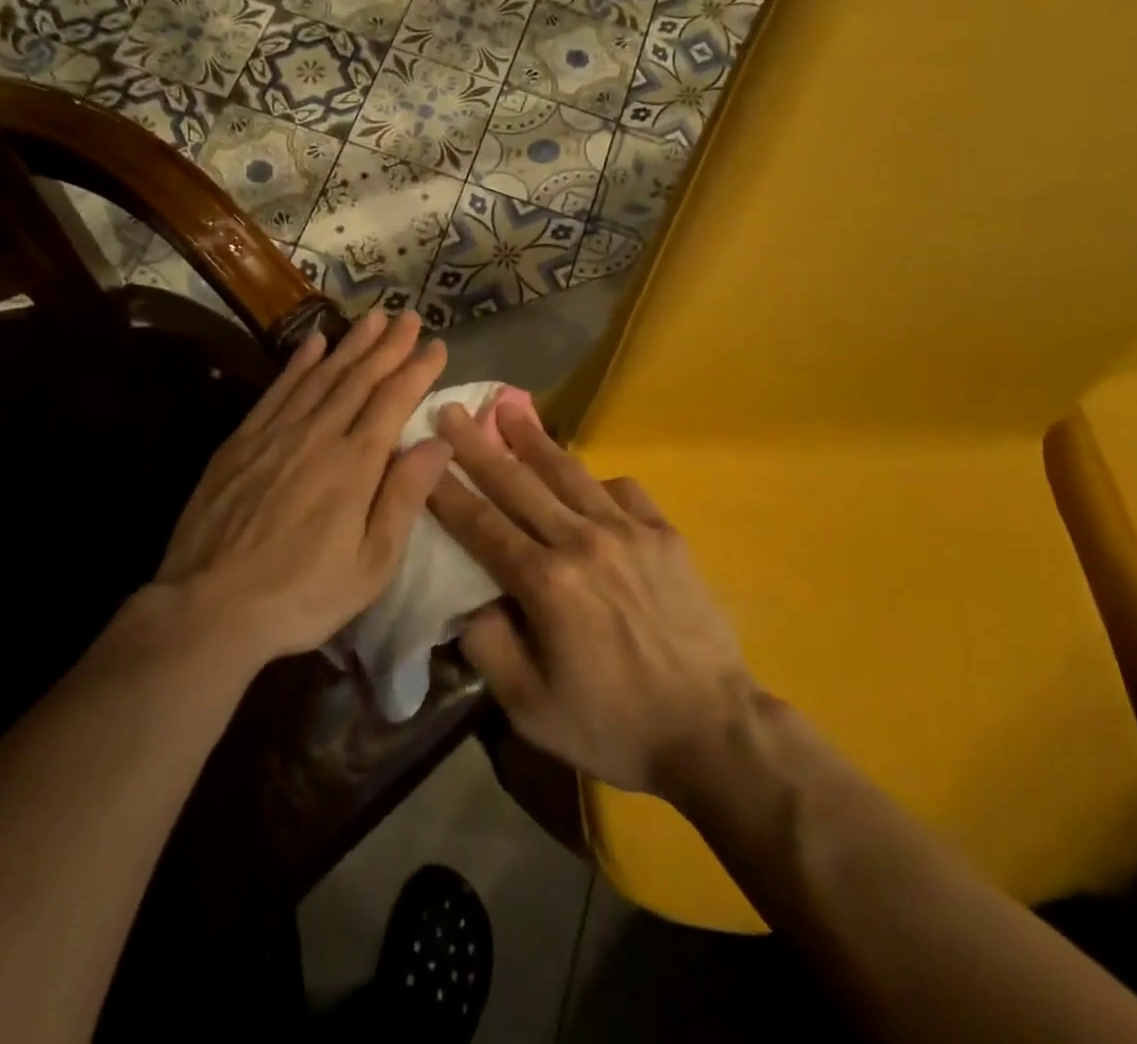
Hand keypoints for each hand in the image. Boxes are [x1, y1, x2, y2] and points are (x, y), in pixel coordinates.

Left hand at [156, 310, 452, 668]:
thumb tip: (438, 442)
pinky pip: (277, 390)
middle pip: (359, 379)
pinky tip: (313, 343)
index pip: (393, 402)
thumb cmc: (301, 595)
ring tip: (373, 318)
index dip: (417, 370)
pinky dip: (299, 363)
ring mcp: (276, 434)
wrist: (207, 608)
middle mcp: (318, 435)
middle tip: (410, 316)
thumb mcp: (371, 564)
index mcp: (355, 465)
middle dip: (388, 345)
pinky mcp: (241, 441)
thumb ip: (405, 497)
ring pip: (321, 376)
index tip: (437, 346)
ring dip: (350, 344)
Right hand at [429, 404, 757, 798]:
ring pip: (569, 473)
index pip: (482, 524)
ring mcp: (628, 531)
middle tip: (452, 410)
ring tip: (509, 408)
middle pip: (518, 483)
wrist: (712, 729)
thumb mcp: (530, 709)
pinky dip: (596, 480)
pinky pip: (623, 490)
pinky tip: (585, 480)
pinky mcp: (664, 533)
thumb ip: (488, 647)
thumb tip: (467, 601)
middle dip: (478, 445)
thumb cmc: (614, 725)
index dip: (448, 490)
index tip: (424, 455)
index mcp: (545, 583)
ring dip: (533, 439)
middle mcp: (582, 541)